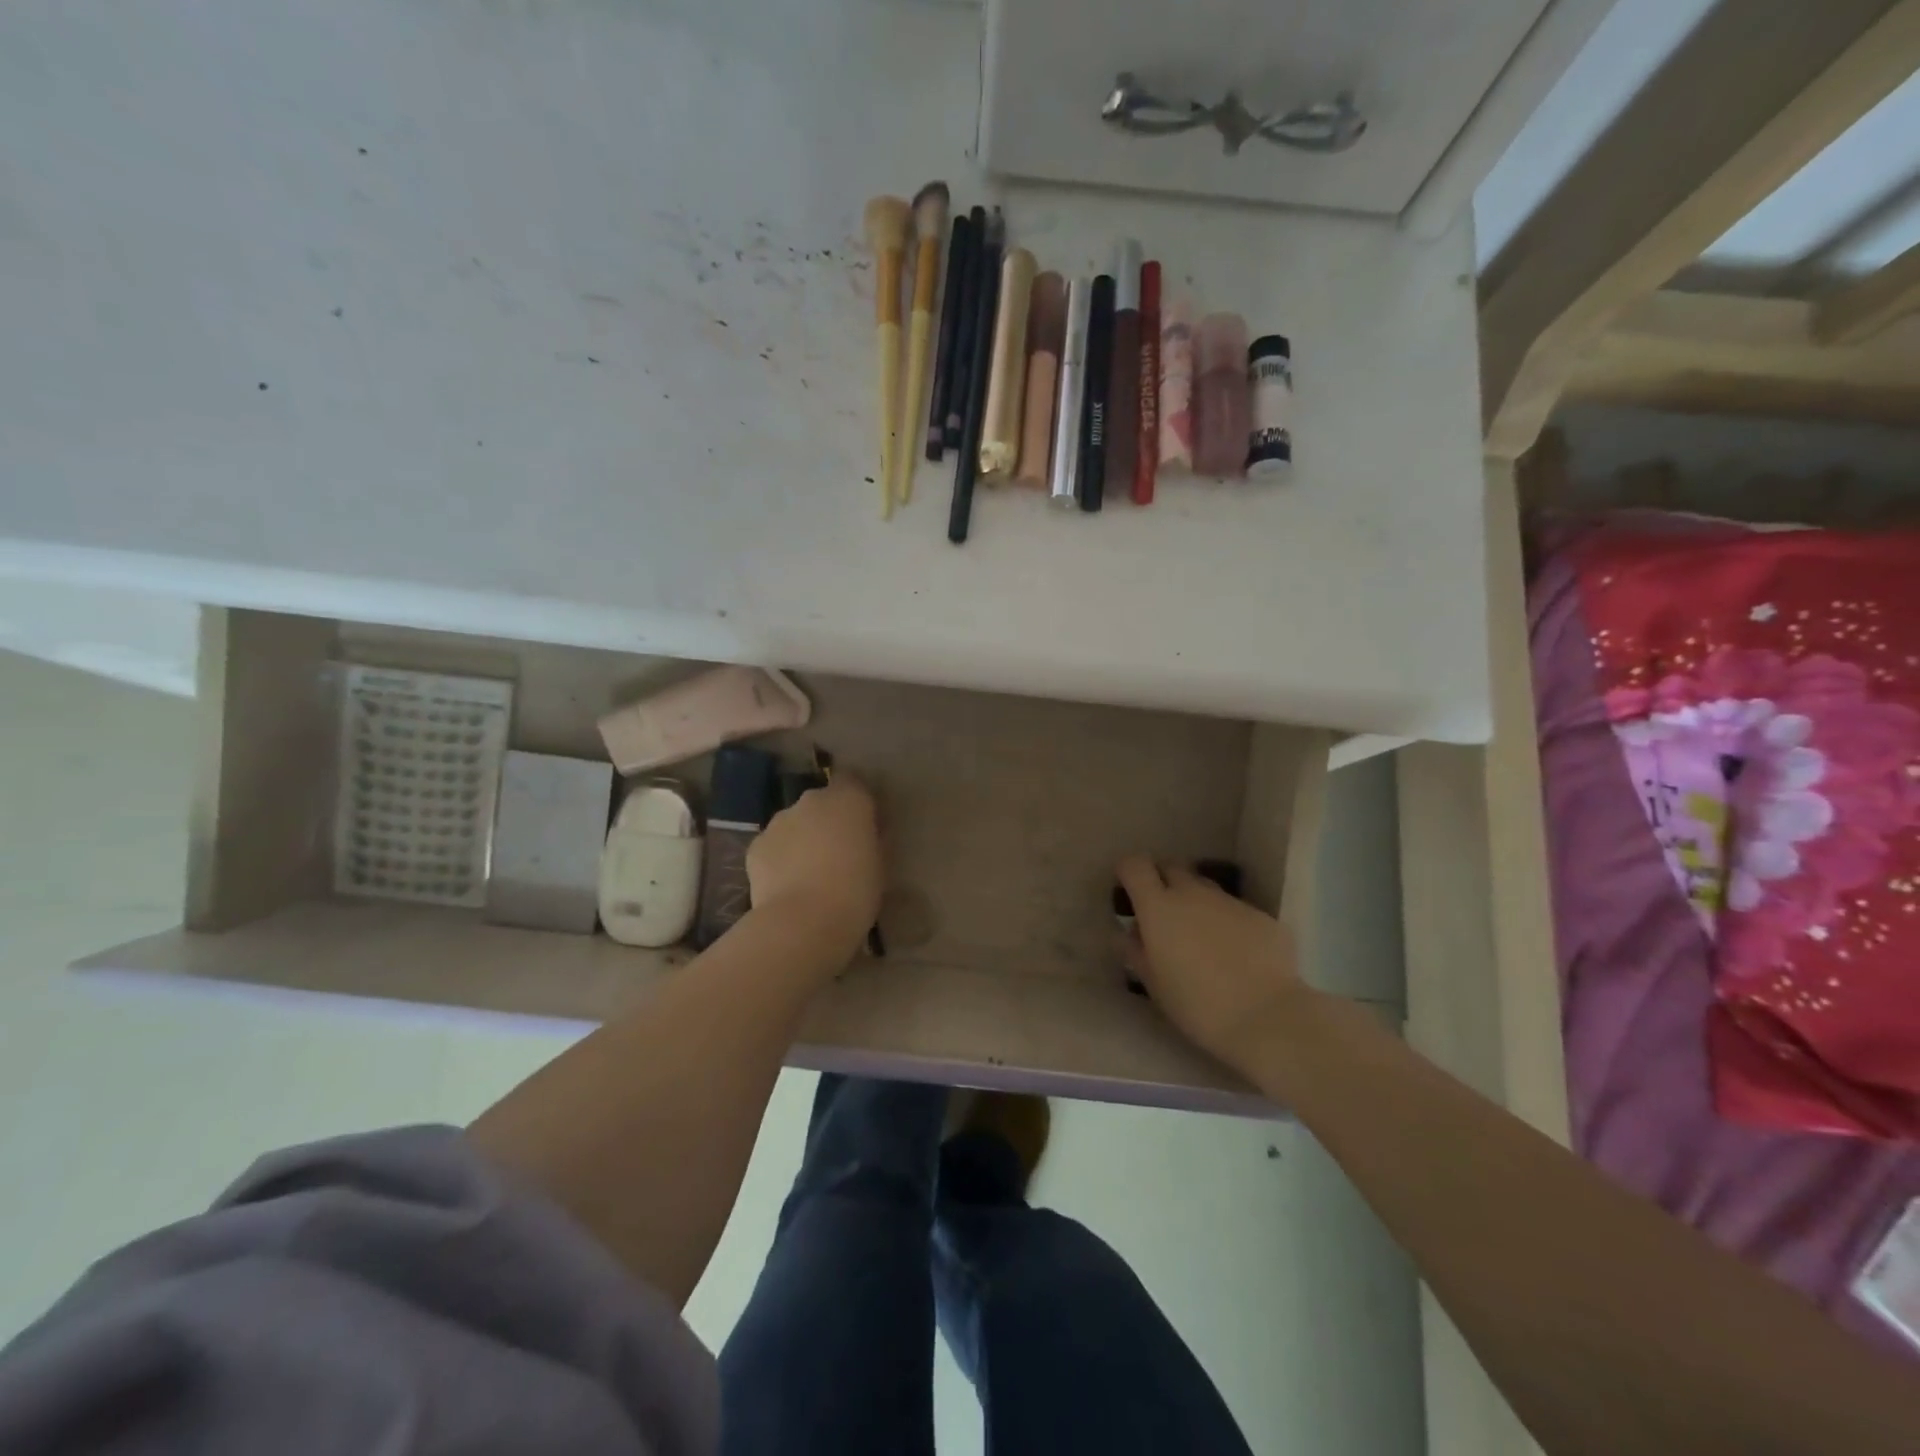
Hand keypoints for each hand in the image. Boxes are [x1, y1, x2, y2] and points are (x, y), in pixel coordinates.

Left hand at [748, 775, 883, 956]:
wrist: (802, 923)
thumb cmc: (855, 893)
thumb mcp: (880, 866)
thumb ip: (873, 841)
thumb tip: (867, 834)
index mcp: (849, 800)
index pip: (854, 783)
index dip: (857, 803)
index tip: (864, 826)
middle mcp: (812, 800)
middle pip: (822, 803)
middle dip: (828, 821)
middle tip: (838, 853)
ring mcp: (779, 821)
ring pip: (795, 823)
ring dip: (803, 839)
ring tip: (810, 874)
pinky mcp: (756, 845)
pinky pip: (774, 845)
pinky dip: (780, 858)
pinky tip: (787, 885)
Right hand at [1115, 856, 1311, 1078]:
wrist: (1267, 1018)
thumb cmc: (1197, 1005)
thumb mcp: (1154, 984)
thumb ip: (1137, 951)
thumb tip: (1131, 932)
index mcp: (1159, 907)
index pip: (1135, 866)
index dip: (1128, 872)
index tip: (1127, 891)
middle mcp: (1193, 893)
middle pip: (1172, 867)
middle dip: (1163, 881)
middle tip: (1163, 914)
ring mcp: (1230, 902)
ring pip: (1206, 888)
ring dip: (1197, 902)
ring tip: (1202, 938)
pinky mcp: (1262, 916)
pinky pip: (1236, 911)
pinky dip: (1229, 924)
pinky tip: (1238, 956)